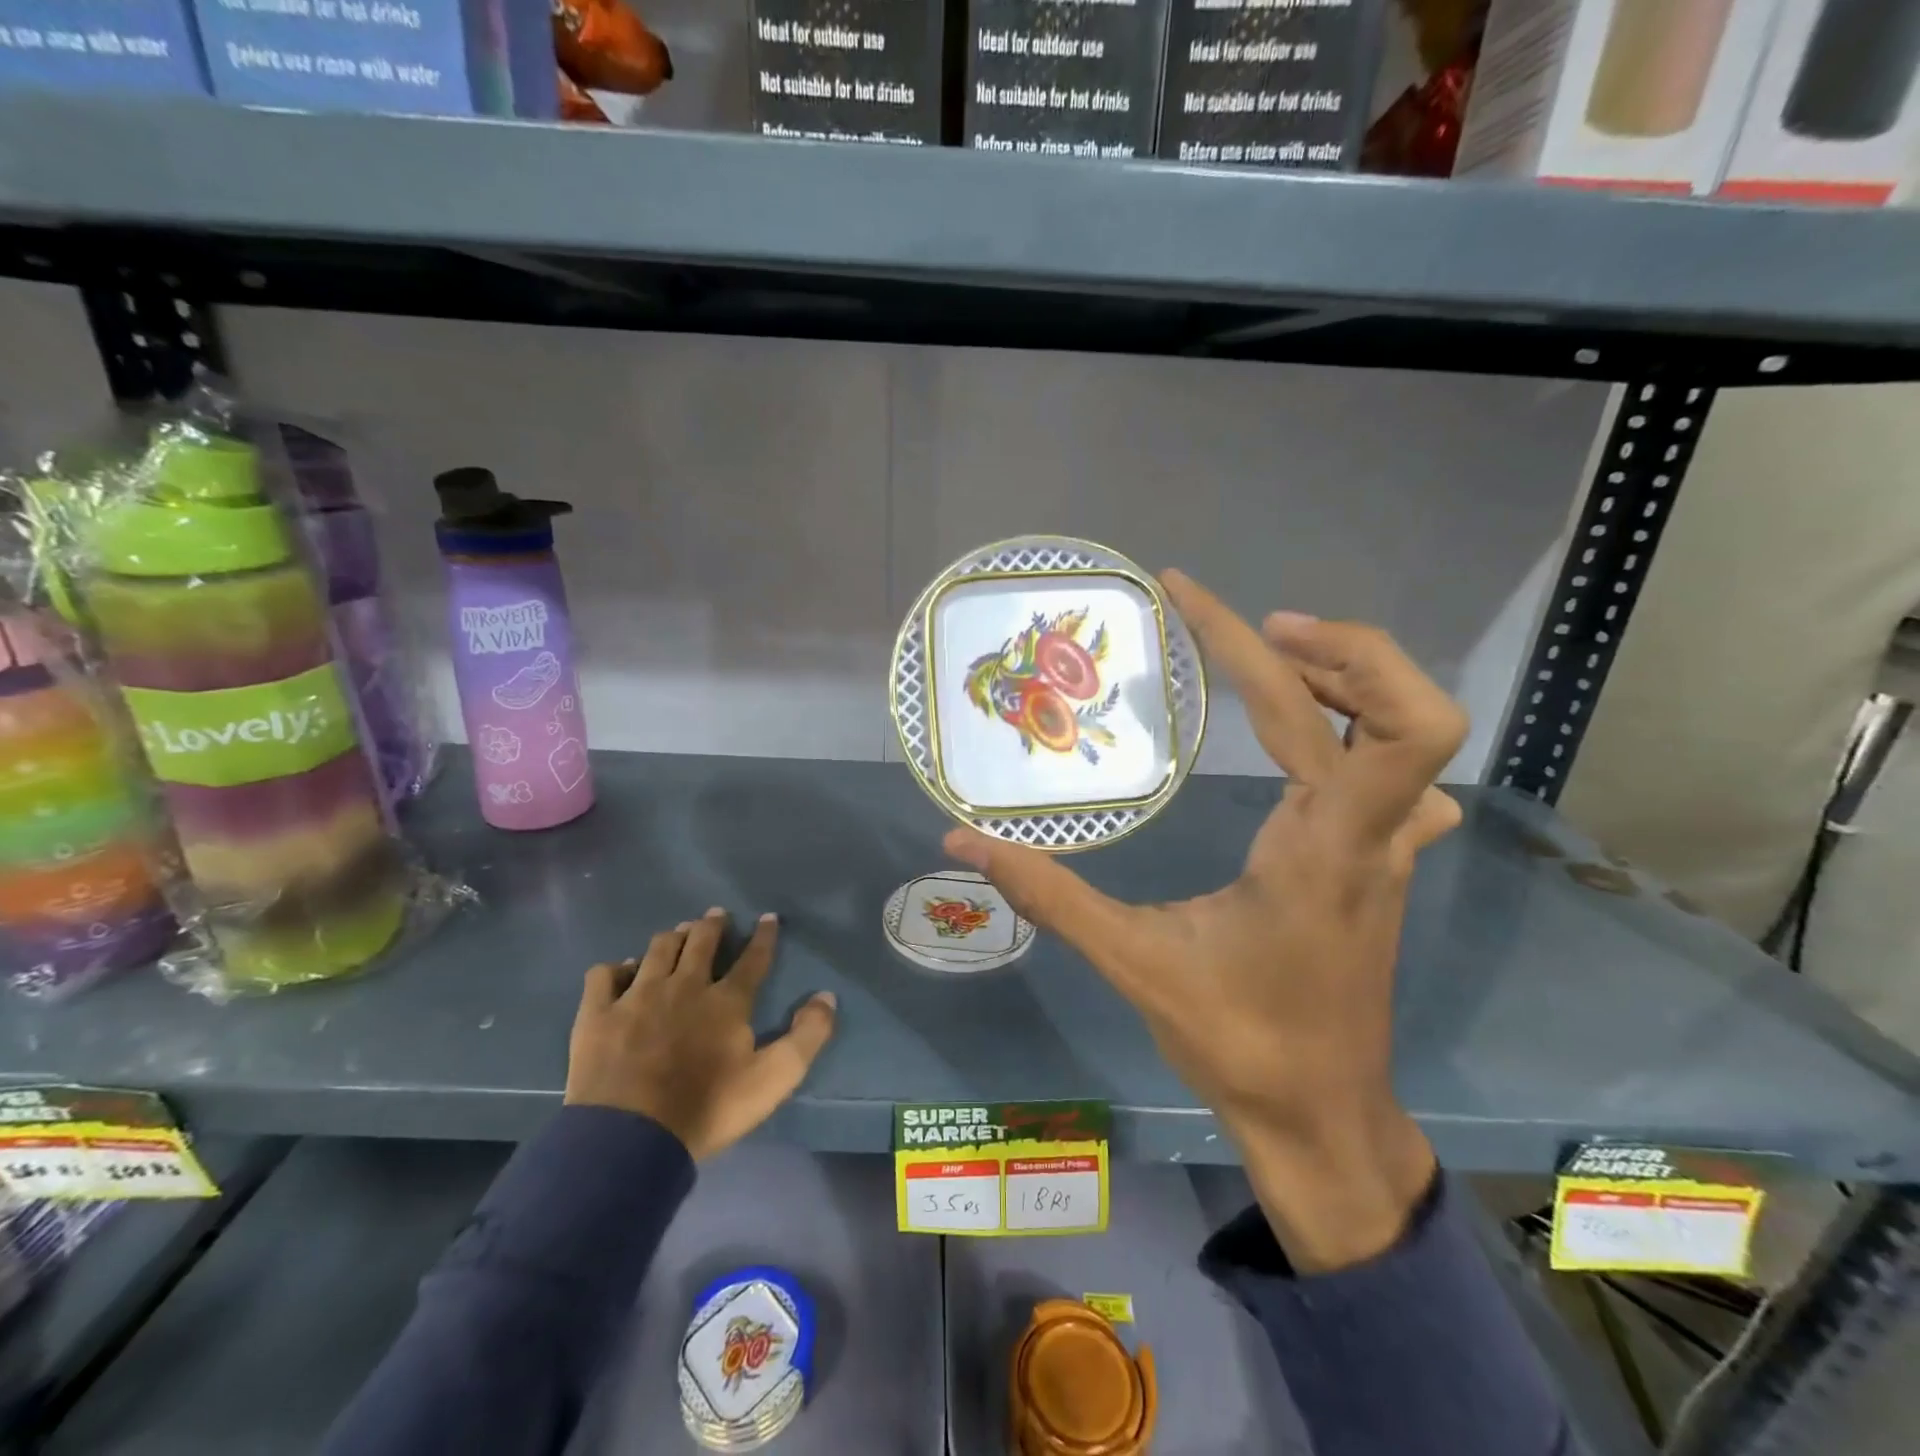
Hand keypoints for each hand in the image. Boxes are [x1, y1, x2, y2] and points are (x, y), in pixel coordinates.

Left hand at [565, 909, 836, 1160]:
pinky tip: (623, 971)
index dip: (763, 936)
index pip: (752, 959)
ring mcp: (637, 996)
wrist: (629, 1140)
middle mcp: (684, 985)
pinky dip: (617, 968)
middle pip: (701, 942)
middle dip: (712, 924)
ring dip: (673, 937)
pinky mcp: (598, 1014)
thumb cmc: (707, 1109)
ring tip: (680, 932)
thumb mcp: (773, 1079)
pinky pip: (605, 974)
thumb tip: (826, 996)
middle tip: (717, 915)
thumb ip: (807, 1036)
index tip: (768, 918)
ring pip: (658, 949)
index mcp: (726, 1001)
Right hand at [946, 571, 1465, 1271]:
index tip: (1188, 595)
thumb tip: (962, 840)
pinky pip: (1403, 777)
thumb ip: (1048, 895)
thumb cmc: (1238, 1042)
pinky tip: (1313, 746)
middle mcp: (1371, 834)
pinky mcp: (1385, 865)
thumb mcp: (1133, 963)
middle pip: (1402, 706)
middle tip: (1254, 630)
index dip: (1252, 639)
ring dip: (1349, 680)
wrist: (1322, 1118)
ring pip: (1408, 736)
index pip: (1310, 711)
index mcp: (1321, 846)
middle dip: (1333, 646)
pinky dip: (1365, 733)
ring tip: (1271, 661)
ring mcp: (1391, 850)